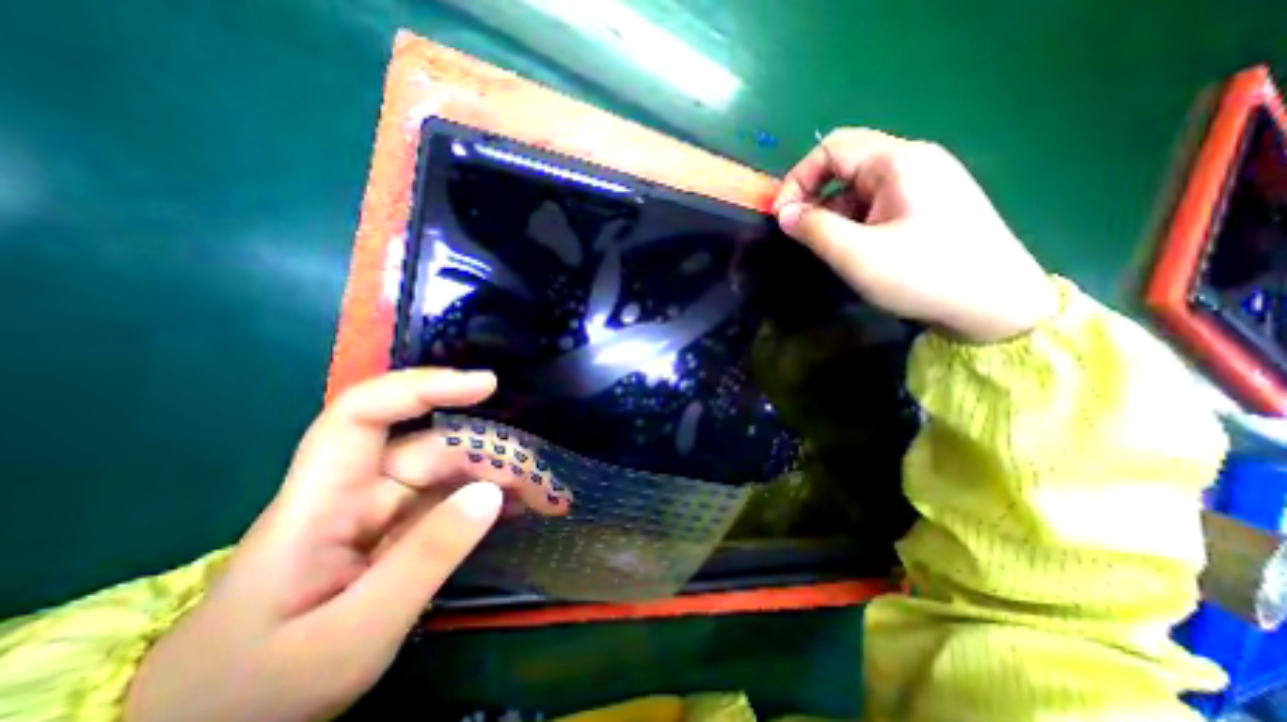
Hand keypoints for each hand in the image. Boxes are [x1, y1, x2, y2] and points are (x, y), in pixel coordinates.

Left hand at [125, 370, 551, 720]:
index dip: (424, 387)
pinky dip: (488, 502)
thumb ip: (425, 559)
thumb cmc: (262, 692)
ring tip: (544, 497)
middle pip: (430, 448)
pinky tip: (519, 510)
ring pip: (449, 474)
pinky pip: (451, 502)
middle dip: (491, 455)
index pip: (365, 414)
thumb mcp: (352, 634)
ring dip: (498, 479)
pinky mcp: (398, 532)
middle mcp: (355, 492)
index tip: (486, 386)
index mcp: (320, 502)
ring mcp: (380, 513)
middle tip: (543, 482)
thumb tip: (492, 492)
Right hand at [773, 126, 1056, 343]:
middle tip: (800, 233)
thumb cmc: (923, 275)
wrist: (996, 306)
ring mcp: (926, 182)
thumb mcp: (857, 254)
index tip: (781, 217)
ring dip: (834, 212)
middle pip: (847, 164)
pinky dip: (855, 220)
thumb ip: (814, 229)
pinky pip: (878, 202)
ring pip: (861, 186)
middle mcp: (914, 161)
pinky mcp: (930, 205)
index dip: (797, 179)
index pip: (831, 149)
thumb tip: (784, 214)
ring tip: (828, 247)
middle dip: (814, 195)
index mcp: (898, 162)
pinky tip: (855, 247)